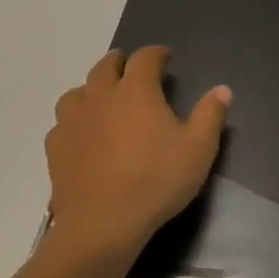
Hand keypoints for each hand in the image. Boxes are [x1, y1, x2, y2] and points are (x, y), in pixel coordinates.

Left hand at [42, 47, 229, 270]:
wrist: (103, 224)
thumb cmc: (157, 180)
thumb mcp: (199, 148)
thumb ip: (211, 115)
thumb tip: (222, 90)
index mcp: (137, 91)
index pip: (145, 58)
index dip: (157, 53)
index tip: (167, 58)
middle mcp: (101, 97)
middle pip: (105, 67)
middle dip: (120, 62)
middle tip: (132, 68)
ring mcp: (73, 122)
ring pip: (77, 92)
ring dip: (92, 88)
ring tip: (104, 97)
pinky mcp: (56, 148)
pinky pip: (62, 122)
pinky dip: (75, 119)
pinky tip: (84, 133)